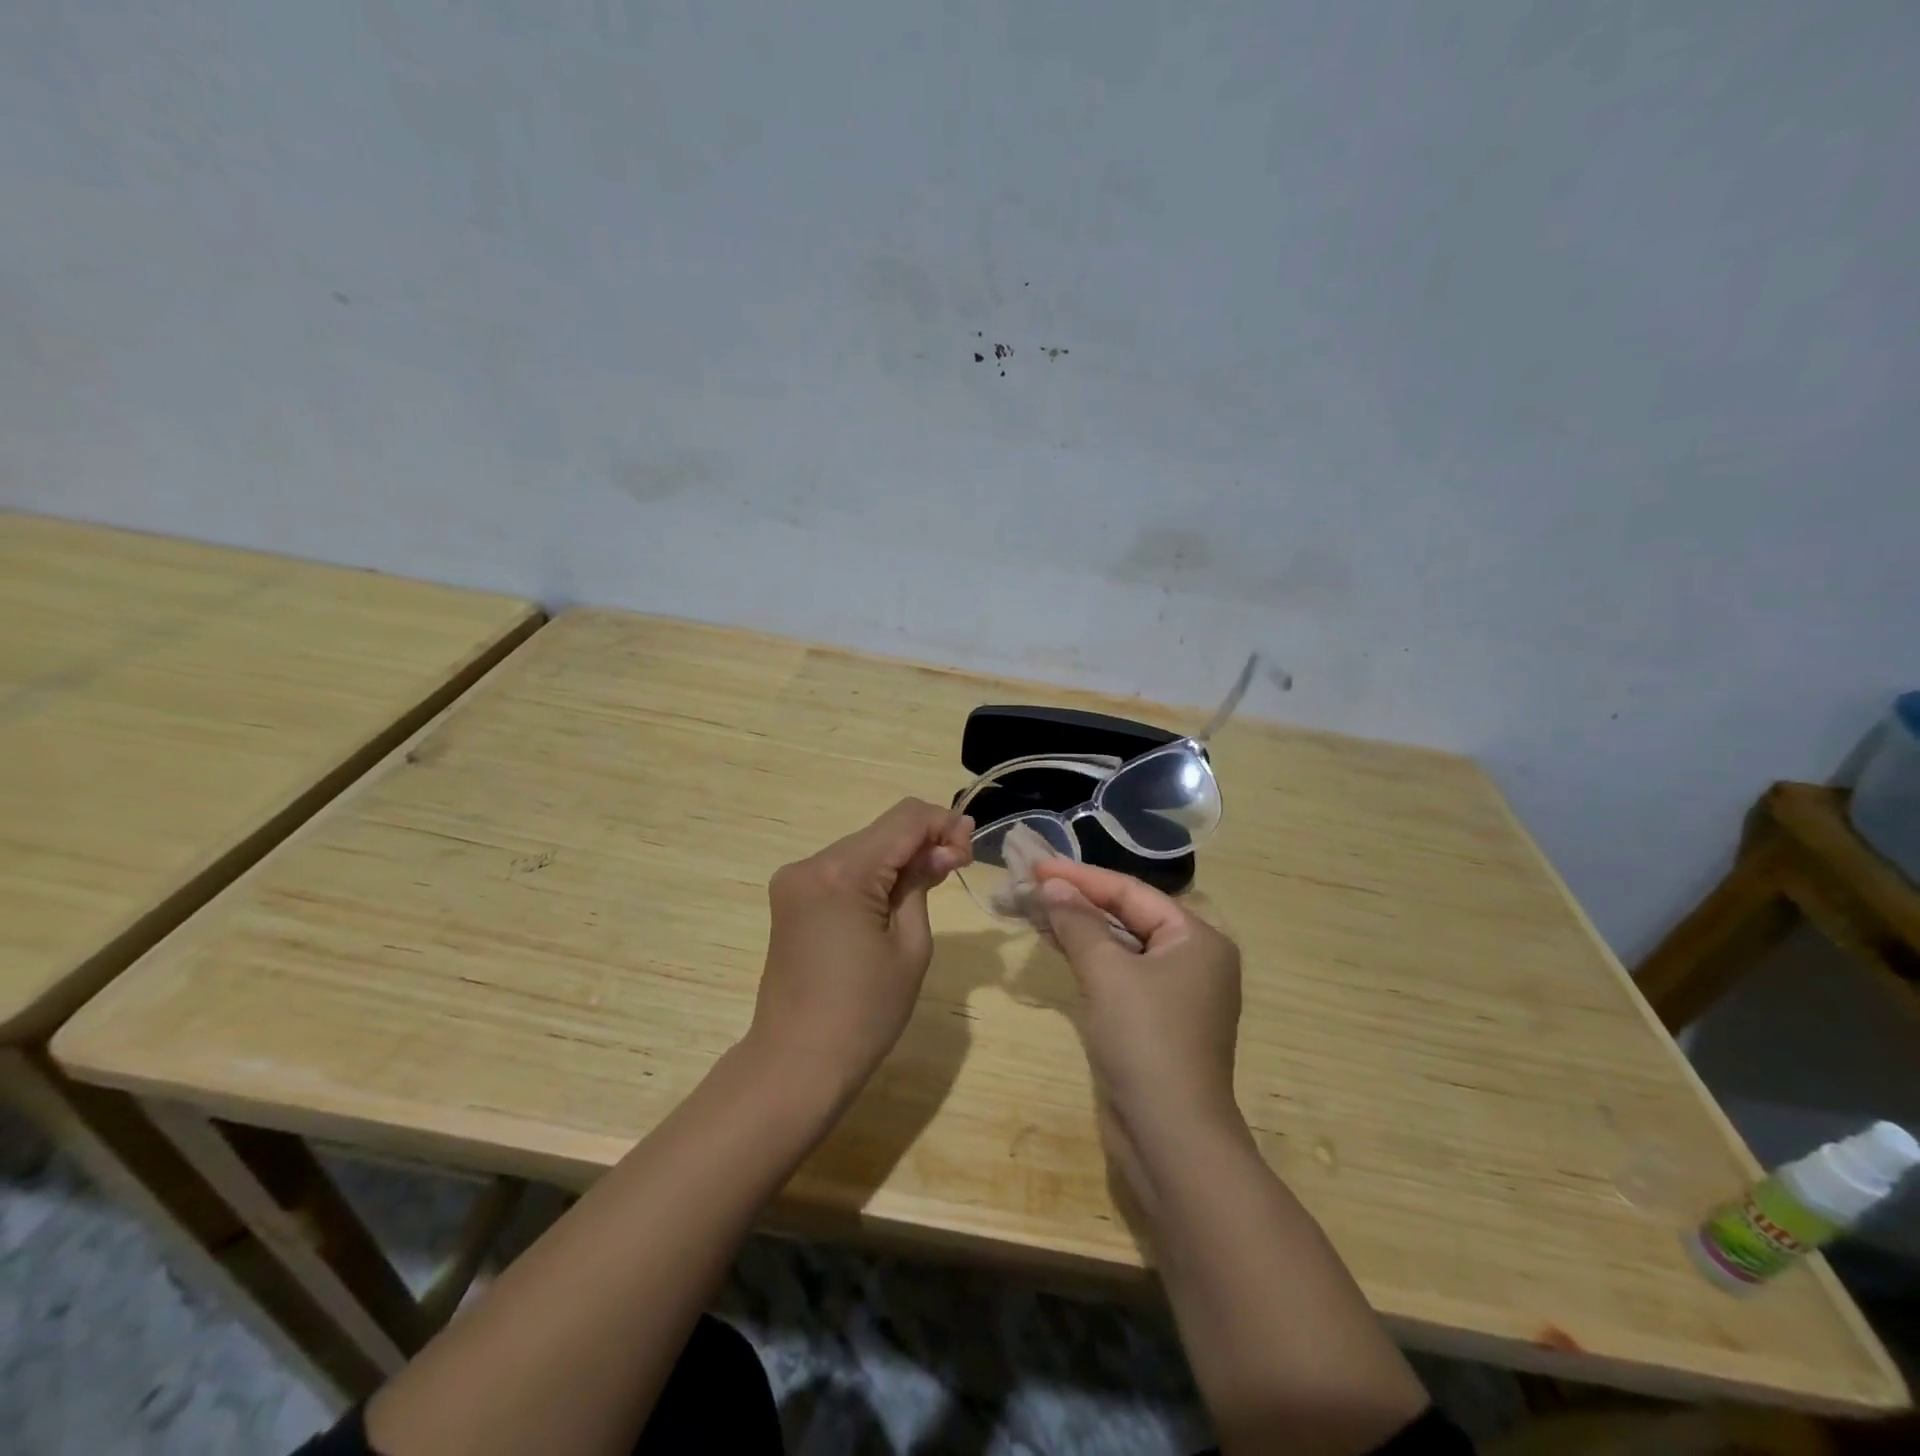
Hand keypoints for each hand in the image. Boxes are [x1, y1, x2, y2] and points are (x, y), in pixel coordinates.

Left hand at [746, 799, 972, 1103]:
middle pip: (882, 830)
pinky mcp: (790, 898)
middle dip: (924, 840)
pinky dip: (873, 874)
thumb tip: (942, 849)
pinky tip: (892, 898)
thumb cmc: (865, 1013)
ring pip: (863, 847)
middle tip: (957, 867)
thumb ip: (922, 883)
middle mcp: (811, 864)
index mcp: (842, 873)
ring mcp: (794, 880)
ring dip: (899, 857)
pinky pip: (842, 869)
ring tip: (929, 885)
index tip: (970, 850)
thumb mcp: (911, 946)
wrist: (797, 1063)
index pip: (905, 819)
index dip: (944, 823)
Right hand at [1033, 860, 1244, 1207]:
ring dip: (1077, 927)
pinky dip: (1087, 957)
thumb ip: (1078, 921)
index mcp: (1197, 938)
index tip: (1036, 863)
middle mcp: (1193, 958)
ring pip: (1119, 944)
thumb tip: (1050, 885)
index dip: (1080, 877)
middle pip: (1126, 915)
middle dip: (1076, 900)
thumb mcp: (1107, 972)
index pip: (1130, 891)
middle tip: (1029, 883)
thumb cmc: (1145, 1040)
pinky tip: (1054, 943)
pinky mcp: (1154, 1021)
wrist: (1169, 1138)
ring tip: (1032, 907)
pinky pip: (1118, 973)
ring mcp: (1174, 992)